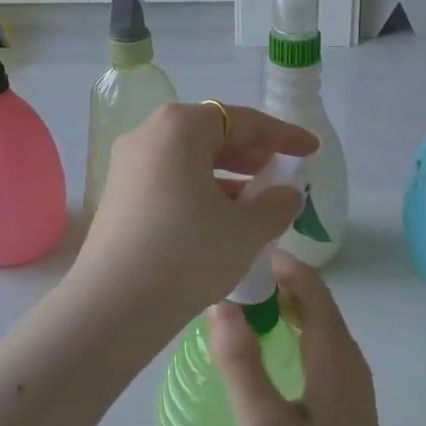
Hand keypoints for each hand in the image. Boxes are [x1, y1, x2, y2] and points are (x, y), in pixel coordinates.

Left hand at [69, 102, 317, 345]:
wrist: (115, 304)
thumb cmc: (188, 253)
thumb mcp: (245, 230)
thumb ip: (274, 205)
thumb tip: (286, 194)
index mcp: (179, 127)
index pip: (242, 121)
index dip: (282, 135)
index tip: (310, 149)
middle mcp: (147, 135)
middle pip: (210, 135)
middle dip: (250, 153)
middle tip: (281, 173)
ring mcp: (127, 166)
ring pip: (188, 160)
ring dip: (226, 176)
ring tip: (258, 201)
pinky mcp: (118, 197)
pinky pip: (170, 181)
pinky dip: (200, 191)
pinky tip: (222, 220)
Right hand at [208, 254, 413, 425]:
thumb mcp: (264, 424)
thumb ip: (240, 362)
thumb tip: (220, 304)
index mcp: (334, 355)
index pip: (312, 288)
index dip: (282, 264)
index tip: (242, 251)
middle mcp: (348, 362)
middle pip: (317, 304)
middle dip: (280, 283)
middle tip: (233, 276)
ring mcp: (349, 389)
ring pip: (319, 329)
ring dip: (286, 309)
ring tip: (244, 307)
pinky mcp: (343, 411)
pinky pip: (318, 353)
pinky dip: (293, 336)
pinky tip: (268, 355)